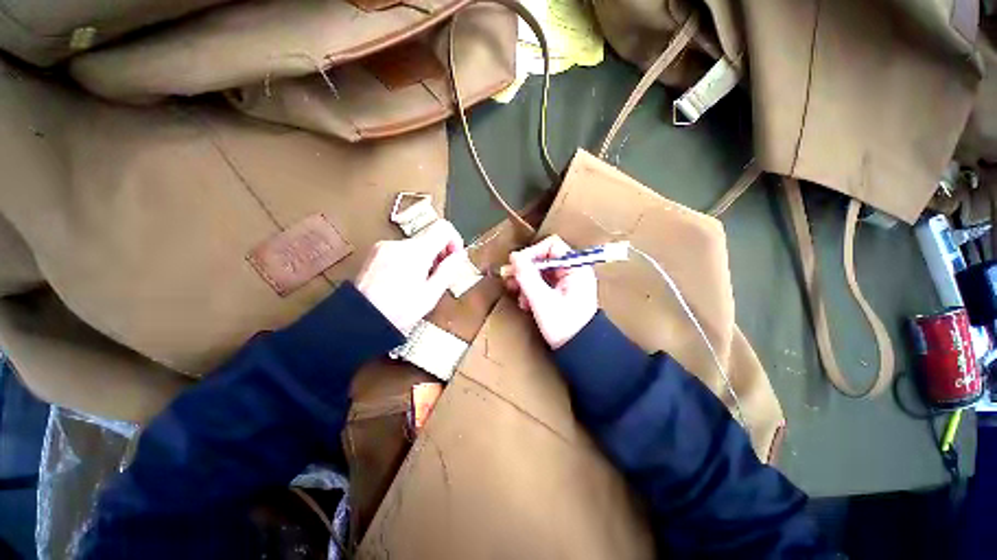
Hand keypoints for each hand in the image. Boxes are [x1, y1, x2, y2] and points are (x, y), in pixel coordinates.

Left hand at [356, 220, 466, 331]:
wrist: (360, 318)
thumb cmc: (397, 310)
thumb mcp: (431, 294)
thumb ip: (448, 271)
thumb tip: (460, 255)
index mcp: (416, 252)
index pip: (443, 228)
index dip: (454, 240)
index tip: (454, 257)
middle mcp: (399, 243)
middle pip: (429, 237)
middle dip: (439, 253)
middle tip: (438, 275)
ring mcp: (384, 246)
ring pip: (415, 244)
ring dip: (424, 258)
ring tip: (420, 281)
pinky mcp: (375, 252)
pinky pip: (401, 250)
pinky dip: (409, 260)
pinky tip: (405, 280)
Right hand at [505, 236, 597, 348]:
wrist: (579, 351)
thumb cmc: (564, 326)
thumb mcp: (542, 300)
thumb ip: (527, 277)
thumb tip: (514, 256)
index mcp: (575, 268)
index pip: (551, 245)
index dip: (532, 252)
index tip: (517, 265)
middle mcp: (573, 271)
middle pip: (544, 259)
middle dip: (526, 270)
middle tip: (511, 281)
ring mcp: (567, 282)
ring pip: (540, 272)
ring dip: (526, 282)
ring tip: (518, 296)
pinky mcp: (561, 293)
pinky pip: (542, 284)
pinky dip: (531, 291)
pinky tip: (525, 303)